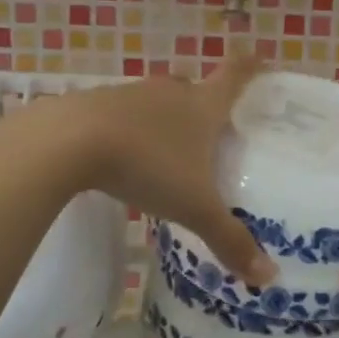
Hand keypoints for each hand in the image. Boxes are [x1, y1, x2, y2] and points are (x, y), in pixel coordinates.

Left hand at [58, 57, 275, 286]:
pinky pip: (124, 114)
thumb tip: (269, 278)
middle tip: (214, 134)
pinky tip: (125, 158)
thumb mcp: (193, 208)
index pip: (235, 74)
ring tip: (169, 153)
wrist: (69, 141)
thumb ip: (229, 239)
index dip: (251, 66)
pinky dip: (132, 130)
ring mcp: (131, 94)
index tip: (261, 59)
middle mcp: (170, 91)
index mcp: (202, 105)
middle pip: (195, 89)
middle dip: (205, 106)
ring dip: (165, 121)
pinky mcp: (96, 104)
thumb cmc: (147, 165)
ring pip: (158, 102)